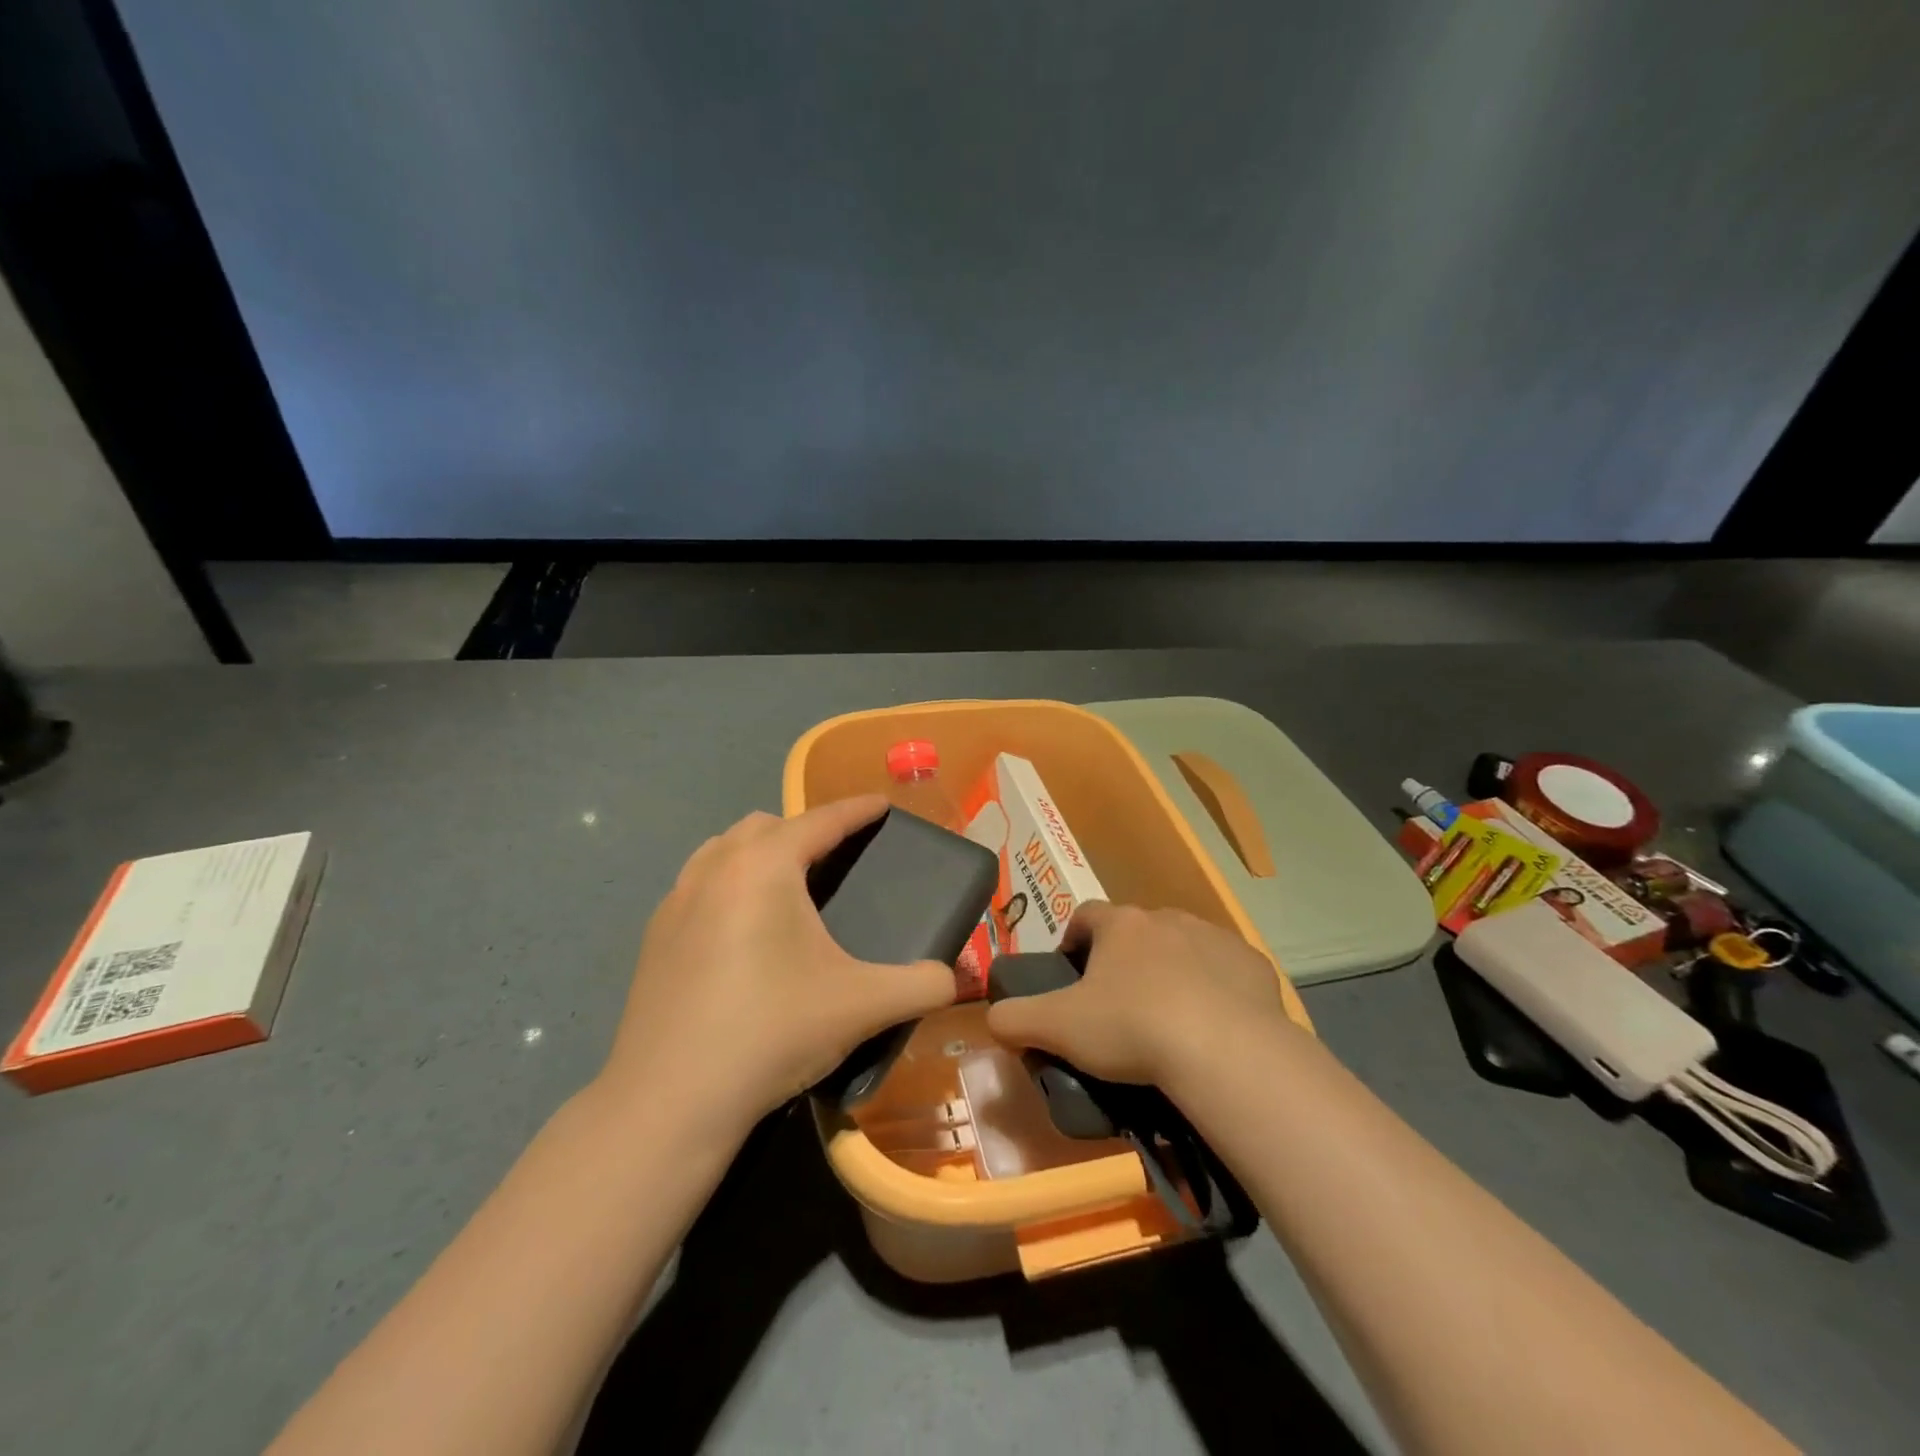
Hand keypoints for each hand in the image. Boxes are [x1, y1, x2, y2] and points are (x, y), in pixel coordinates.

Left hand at [598, 796, 955, 1134]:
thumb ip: (921, 985)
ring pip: (723, 850)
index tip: (882, 805)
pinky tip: (741, 932)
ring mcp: (676, 901)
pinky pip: (698, 884)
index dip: (856, 810)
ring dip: (759, 852)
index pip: (821, 821)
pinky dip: (727, 885)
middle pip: (766, 826)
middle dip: (805, 830)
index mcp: (764, 867)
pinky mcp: (654, 937)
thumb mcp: (861, 1005)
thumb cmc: (772, 1032)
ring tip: (788, 889)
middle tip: (837, 860)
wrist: (670, 1101)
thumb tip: (956, 979)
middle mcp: (715, 869)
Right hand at [986, 901, 1293, 1087]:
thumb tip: (992, 1017)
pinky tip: (1213, 1026)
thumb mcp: (1058, 1027)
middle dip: (1125, 959)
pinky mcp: (1253, 964)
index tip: (1070, 970)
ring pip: (1183, 946)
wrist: (1224, 1050)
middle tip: (1119, 1005)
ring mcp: (1214, 937)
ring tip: (1168, 1019)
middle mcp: (1167, 918)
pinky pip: (1226, 971)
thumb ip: (1015, 1018)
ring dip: (1172, 970)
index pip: (1085, 915)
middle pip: (1136, 931)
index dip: (1072, 939)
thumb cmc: (1131, 1027)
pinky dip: (1216, 989)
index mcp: (1120, 925)